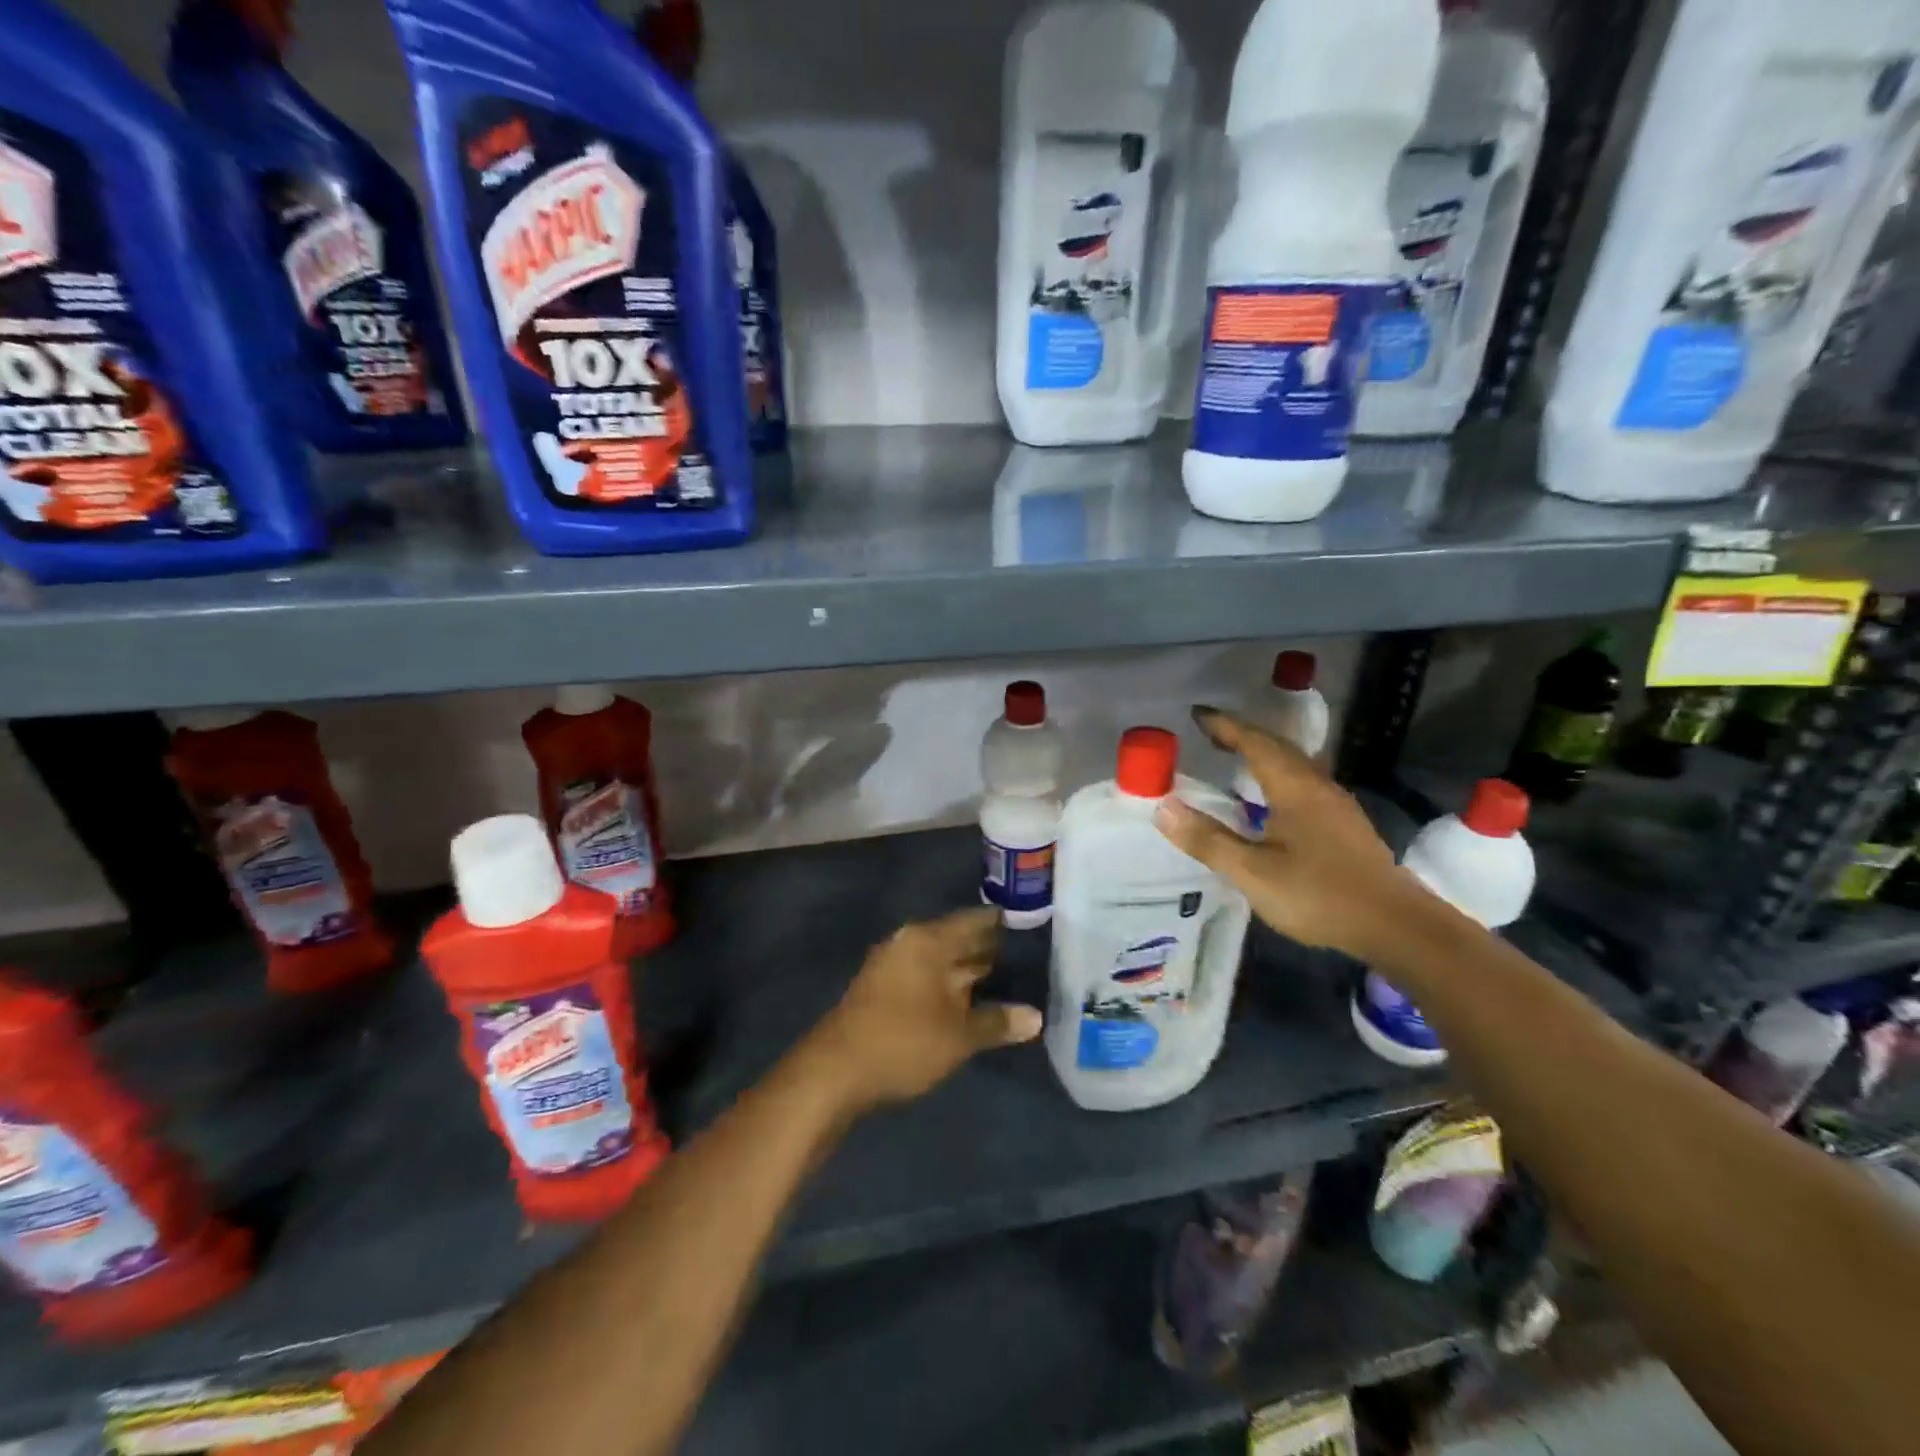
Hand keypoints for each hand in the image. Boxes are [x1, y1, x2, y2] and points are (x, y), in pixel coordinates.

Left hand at [802, 907, 1042, 1114]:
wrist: (834, 1071)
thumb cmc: (903, 1042)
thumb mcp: (959, 1036)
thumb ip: (997, 1022)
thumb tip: (1036, 1017)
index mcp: (928, 940)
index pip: (974, 921)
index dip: (1003, 925)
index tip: (1032, 927)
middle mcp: (909, 943)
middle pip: (956, 938)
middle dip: (988, 949)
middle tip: (1028, 956)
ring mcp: (892, 965)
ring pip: (940, 960)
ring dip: (968, 970)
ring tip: (1006, 978)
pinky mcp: (882, 989)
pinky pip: (925, 976)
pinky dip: (948, 985)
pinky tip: (969, 1001)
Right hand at [1153, 706, 1413, 961]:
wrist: (1395, 926)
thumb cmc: (1319, 894)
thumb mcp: (1252, 872)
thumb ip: (1208, 840)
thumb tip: (1163, 807)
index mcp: (1294, 788)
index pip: (1255, 743)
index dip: (1225, 726)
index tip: (1198, 714)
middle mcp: (1317, 787)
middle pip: (1279, 747)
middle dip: (1244, 735)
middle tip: (1212, 733)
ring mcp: (1337, 805)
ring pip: (1296, 764)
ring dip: (1264, 754)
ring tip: (1237, 758)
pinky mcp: (1346, 825)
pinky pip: (1305, 783)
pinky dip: (1280, 775)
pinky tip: (1273, 798)